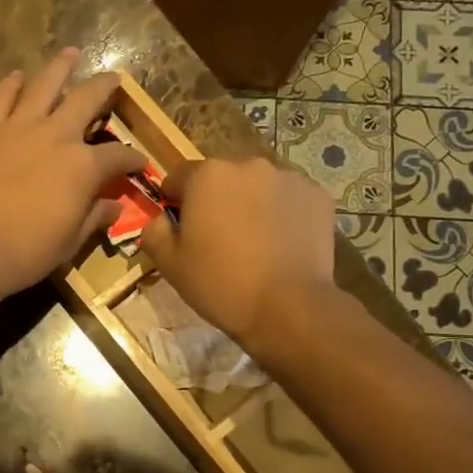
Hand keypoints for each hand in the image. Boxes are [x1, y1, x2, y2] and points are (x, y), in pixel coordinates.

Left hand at [0, 49, 146, 297]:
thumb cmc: (28, 251)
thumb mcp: (71, 241)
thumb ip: (94, 217)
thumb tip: (114, 207)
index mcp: (84, 166)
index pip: (118, 156)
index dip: (133, 159)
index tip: (139, 162)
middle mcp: (57, 135)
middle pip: (87, 100)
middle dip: (105, 87)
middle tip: (113, 77)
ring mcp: (19, 127)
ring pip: (44, 85)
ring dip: (60, 67)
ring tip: (70, 53)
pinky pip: (2, 98)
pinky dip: (11, 84)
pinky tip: (17, 76)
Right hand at [139, 156, 337, 348]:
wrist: (288, 307)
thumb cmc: (220, 283)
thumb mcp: (170, 264)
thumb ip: (154, 233)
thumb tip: (160, 220)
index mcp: (207, 175)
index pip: (178, 177)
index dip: (174, 202)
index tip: (180, 229)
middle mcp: (248, 165)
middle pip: (221, 179)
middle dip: (216, 201)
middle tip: (218, 240)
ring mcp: (288, 178)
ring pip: (258, 187)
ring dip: (250, 205)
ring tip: (254, 243)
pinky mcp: (318, 196)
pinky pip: (289, 199)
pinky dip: (282, 214)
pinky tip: (281, 245)